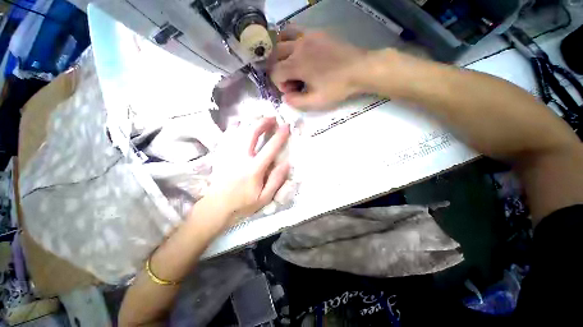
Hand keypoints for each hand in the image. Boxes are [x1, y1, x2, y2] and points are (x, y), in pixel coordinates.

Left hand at [208, 117, 289, 226]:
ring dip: (250, 122)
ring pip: (238, 131)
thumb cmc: (243, 203)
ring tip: (258, 119)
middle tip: (272, 118)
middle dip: (263, 122)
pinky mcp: (221, 155)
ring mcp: (229, 154)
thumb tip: (286, 163)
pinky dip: (235, 128)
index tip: (286, 126)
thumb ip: (276, 180)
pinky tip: (240, 125)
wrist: (217, 206)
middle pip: (251, 133)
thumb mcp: (264, 197)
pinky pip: (227, 136)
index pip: (270, 148)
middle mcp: (241, 157)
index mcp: (254, 169)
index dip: (280, 135)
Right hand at [270, 28, 367, 108]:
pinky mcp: (316, 31)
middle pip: (275, 55)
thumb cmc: (338, 87)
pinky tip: (298, 51)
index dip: (279, 84)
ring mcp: (307, 35)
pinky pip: (295, 30)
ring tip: (289, 63)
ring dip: (280, 53)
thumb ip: (297, 102)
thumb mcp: (316, 101)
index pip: (275, 72)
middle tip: (291, 80)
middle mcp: (298, 46)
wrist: (360, 69)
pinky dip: (290, 40)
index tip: (291, 90)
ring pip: (282, 38)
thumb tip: (285, 97)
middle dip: (278, 70)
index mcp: (297, 64)